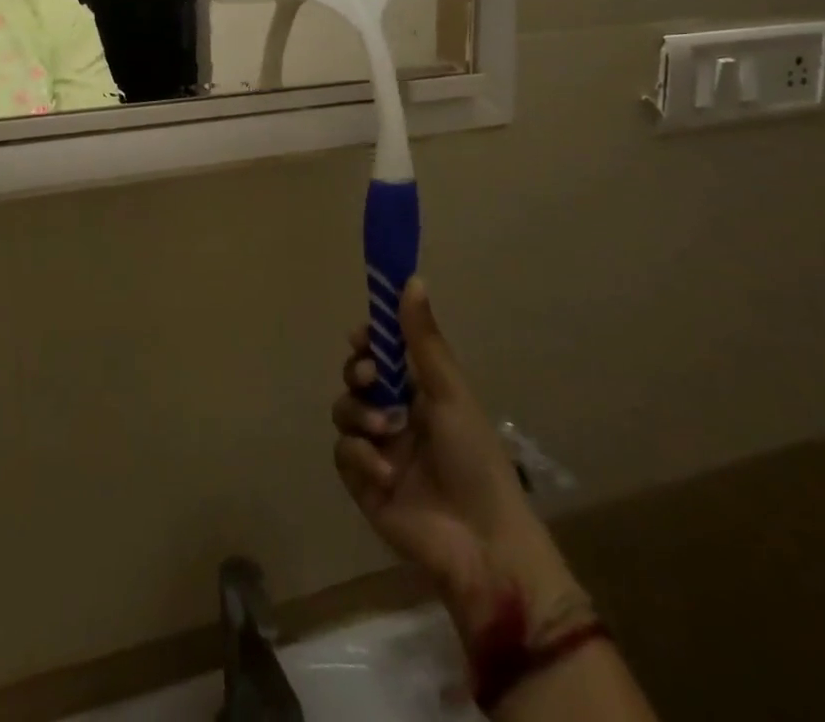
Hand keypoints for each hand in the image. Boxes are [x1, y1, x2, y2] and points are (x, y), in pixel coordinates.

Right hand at [333, 280, 583, 637]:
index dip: (368, 340)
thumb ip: (423, 339)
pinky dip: (360, 456)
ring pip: (345, 410)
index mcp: (420, 390)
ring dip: (361, 415)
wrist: (481, 544)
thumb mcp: (450, 391)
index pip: (382, 351)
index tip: (362, 336)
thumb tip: (412, 278)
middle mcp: (396, 412)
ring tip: (386, 433)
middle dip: (359, 373)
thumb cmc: (474, 458)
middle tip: (371, 379)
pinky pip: (343, 451)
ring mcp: (378, 447)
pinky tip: (384, 472)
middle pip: (356, 376)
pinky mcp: (363, 481)